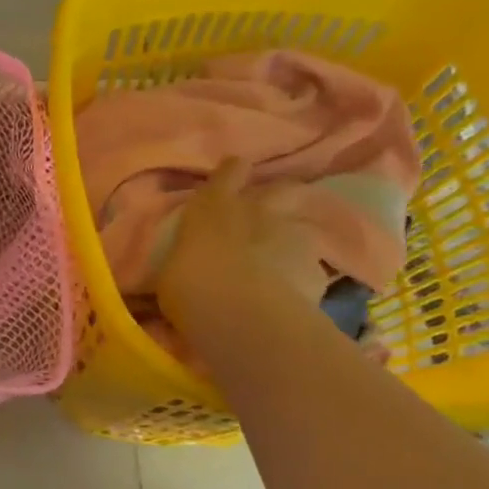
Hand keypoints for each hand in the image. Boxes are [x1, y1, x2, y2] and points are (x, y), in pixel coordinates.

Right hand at [155, 158, 327, 337]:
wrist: (244, 316)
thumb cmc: (190, 286)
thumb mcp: (171, 272)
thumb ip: (185, 259)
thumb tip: (184, 266)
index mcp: (213, 206)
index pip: (228, 173)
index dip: (232, 174)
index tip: (232, 175)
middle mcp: (258, 210)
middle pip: (279, 190)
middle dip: (274, 199)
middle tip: (264, 218)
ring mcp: (293, 235)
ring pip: (298, 228)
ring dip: (290, 240)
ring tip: (279, 263)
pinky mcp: (318, 268)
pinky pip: (310, 268)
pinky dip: (301, 277)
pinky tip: (291, 296)